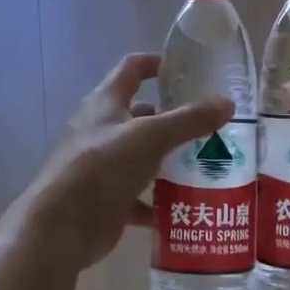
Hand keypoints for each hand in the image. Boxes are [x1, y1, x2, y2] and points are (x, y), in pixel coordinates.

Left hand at [12, 53, 231, 271]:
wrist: (61, 227)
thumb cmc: (102, 167)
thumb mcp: (151, 137)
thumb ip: (189, 120)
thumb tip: (227, 103)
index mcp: (106, 102)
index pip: (132, 68)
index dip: (158, 63)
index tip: (189, 70)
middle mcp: (102, 129)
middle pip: (142, 115)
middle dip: (174, 119)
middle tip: (211, 125)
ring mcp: (103, 165)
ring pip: (143, 156)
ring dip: (170, 160)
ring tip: (207, 164)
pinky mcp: (107, 199)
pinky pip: (140, 196)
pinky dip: (160, 200)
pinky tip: (185, 206)